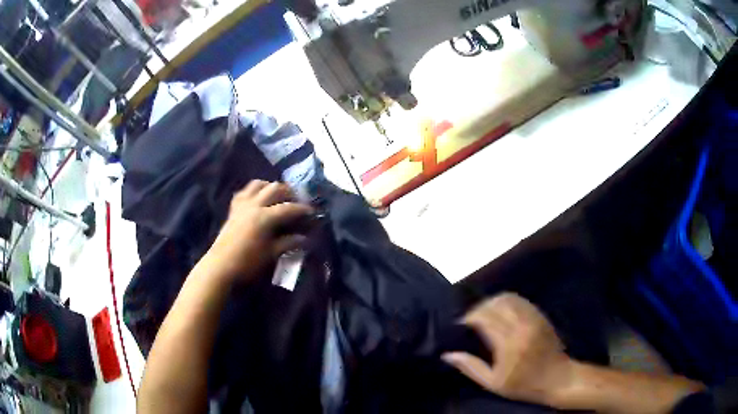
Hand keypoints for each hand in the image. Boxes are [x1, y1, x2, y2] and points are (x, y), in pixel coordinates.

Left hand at [205, 180, 313, 281]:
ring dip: (270, 187)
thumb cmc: (248, 262)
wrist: (221, 265)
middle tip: (296, 202)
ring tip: (278, 196)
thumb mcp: (271, 254)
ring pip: (258, 184)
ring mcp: (242, 204)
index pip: (288, 208)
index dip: (302, 209)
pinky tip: (258, 199)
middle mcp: (254, 205)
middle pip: (274, 188)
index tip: (312, 212)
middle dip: (288, 192)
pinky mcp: (233, 208)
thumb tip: (304, 238)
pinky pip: (244, 191)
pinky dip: (254, 191)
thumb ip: (288, 243)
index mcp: (264, 217)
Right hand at [442, 293, 574, 406]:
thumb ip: (471, 367)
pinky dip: (506, 301)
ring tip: (483, 314)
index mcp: (508, 344)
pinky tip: (500, 311)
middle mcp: (521, 325)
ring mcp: (533, 318)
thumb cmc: (524, 385)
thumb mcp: (493, 383)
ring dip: (491, 302)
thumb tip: (447, 354)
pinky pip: (520, 300)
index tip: (460, 326)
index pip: (484, 318)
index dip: (469, 318)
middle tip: (469, 320)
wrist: (558, 377)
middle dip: (478, 309)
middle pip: (494, 305)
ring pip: (507, 298)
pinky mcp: (540, 315)